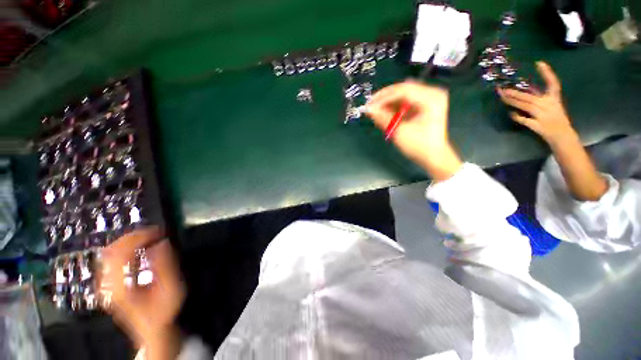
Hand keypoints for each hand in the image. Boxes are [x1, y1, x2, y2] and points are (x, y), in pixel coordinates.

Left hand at [100, 228, 184, 358]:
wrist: (152, 329)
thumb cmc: (162, 311)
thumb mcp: (169, 289)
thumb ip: (165, 265)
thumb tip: (162, 242)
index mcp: (120, 287)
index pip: (120, 253)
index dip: (138, 238)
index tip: (156, 232)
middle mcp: (108, 284)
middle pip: (111, 250)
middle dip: (133, 236)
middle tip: (154, 232)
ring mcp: (106, 284)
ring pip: (108, 253)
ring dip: (128, 241)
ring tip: (148, 237)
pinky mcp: (110, 283)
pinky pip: (111, 259)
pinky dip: (124, 248)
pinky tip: (137, 248)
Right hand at [363, 81, 461, 180]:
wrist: (433, 156)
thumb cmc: (419, 146)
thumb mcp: (400, 132)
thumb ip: (384, 118)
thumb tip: (369, 109)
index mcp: (431, 98)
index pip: (403, 91)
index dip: (383, 98)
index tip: (369, 106)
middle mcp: (432, 93)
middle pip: (403, 89)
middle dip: (384, 98)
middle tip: (370, 106)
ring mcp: (429, 98)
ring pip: (403, 94)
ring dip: (388, 102)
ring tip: (375, 110)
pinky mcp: (424, 105)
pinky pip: (406, 101)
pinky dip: (394, 106)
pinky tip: (384, 112)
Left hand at [498, 61, 577, 146]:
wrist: (563, 137)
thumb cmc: (556, 119)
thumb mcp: (551, 106)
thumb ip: (538, 98)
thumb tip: (521, 92)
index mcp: (555, 99)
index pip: (553, 83)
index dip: (547, 73)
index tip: (539, 63)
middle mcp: (549, 105)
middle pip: (529, 97)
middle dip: (514, 93)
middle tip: (501, 89)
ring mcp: (543, 116)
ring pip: (525, 106)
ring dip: (512, 101)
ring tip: (502, 97)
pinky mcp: (538, 126)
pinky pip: (525, 120)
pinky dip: (517, 117)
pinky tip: (510, 113)